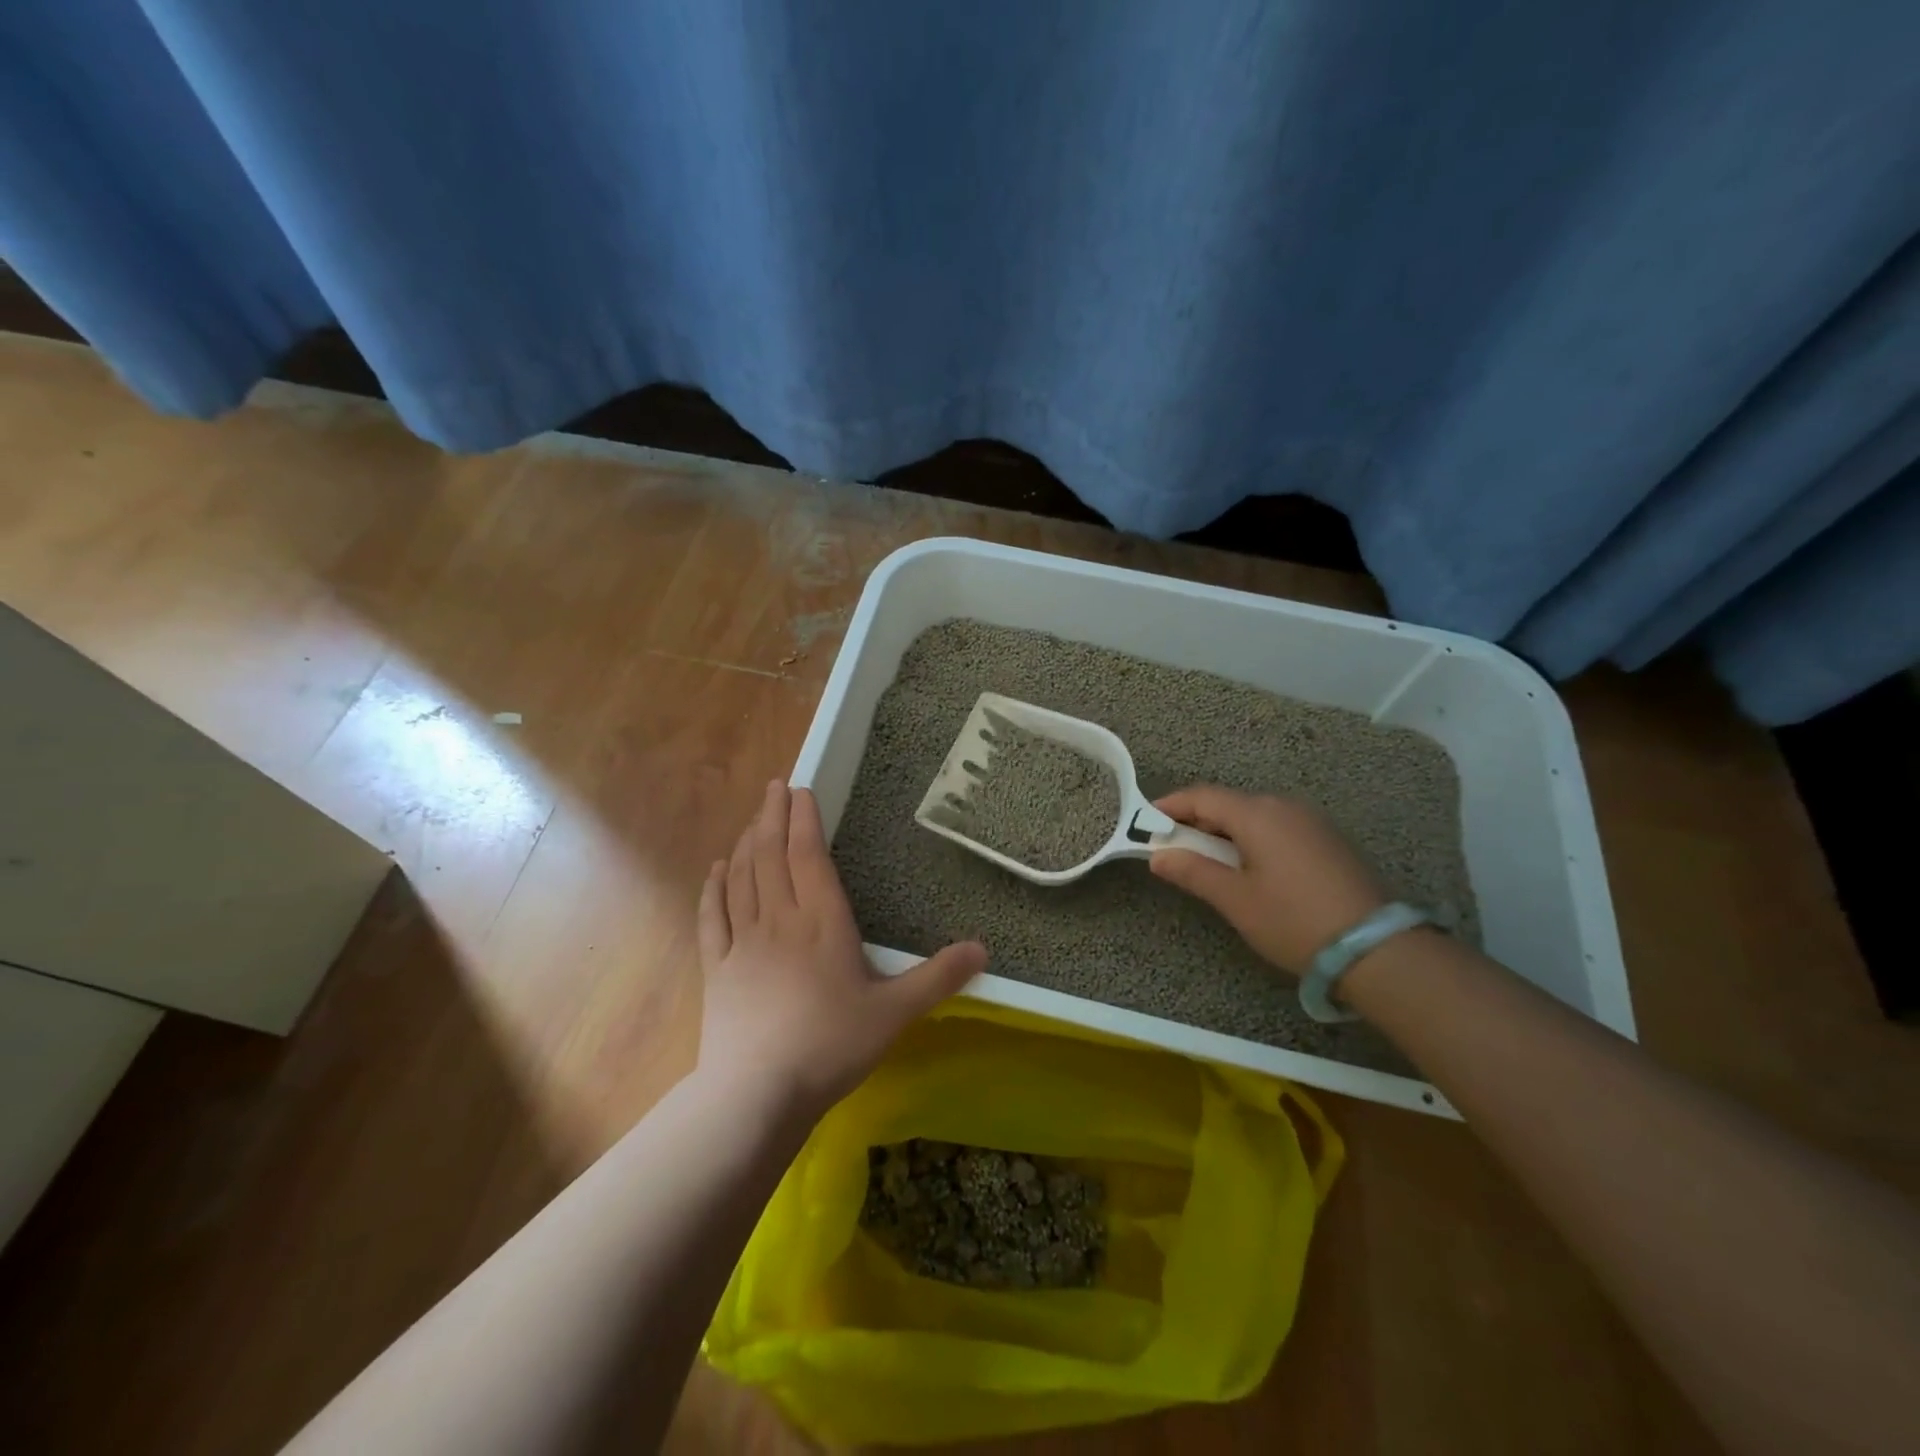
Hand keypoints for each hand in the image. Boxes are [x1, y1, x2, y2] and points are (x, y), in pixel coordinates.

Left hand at [697, 780, 987, 1121]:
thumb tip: (983, 948)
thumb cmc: (830, 1046)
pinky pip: (712, 917)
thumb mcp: (895, 1013)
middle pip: (771, 856)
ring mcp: (742, 943)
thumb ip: (938, 978)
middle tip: (773, 787)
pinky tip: (716, 870)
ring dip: (746, 843)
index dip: (804, 820)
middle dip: (772, 816)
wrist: (756, 1094)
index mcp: (822, 923)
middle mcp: (779, 920)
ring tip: (752, 819)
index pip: (809, 856)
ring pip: (741, 878)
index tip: (800, 789)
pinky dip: (713, 888)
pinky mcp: (716, 969)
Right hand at [1149, 786, 1386, 976]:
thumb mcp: (1235, 900)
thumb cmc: (1294, 920)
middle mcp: (1284, 806)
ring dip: (1224, 833)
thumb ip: (1193, 871)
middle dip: (1196, 823)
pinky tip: (1249, 869)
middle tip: (1173, 850)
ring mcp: (1310, 821)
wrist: (1376, 949)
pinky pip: (1276, 827)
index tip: (1145, 823)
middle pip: (1228, 804)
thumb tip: (1158, 856)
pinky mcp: (1327, 840)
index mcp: (1257, 814)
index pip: (1202, 796)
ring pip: (1253, 816)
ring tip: (1208, 864)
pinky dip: (1252, 840)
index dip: (1170, 807)